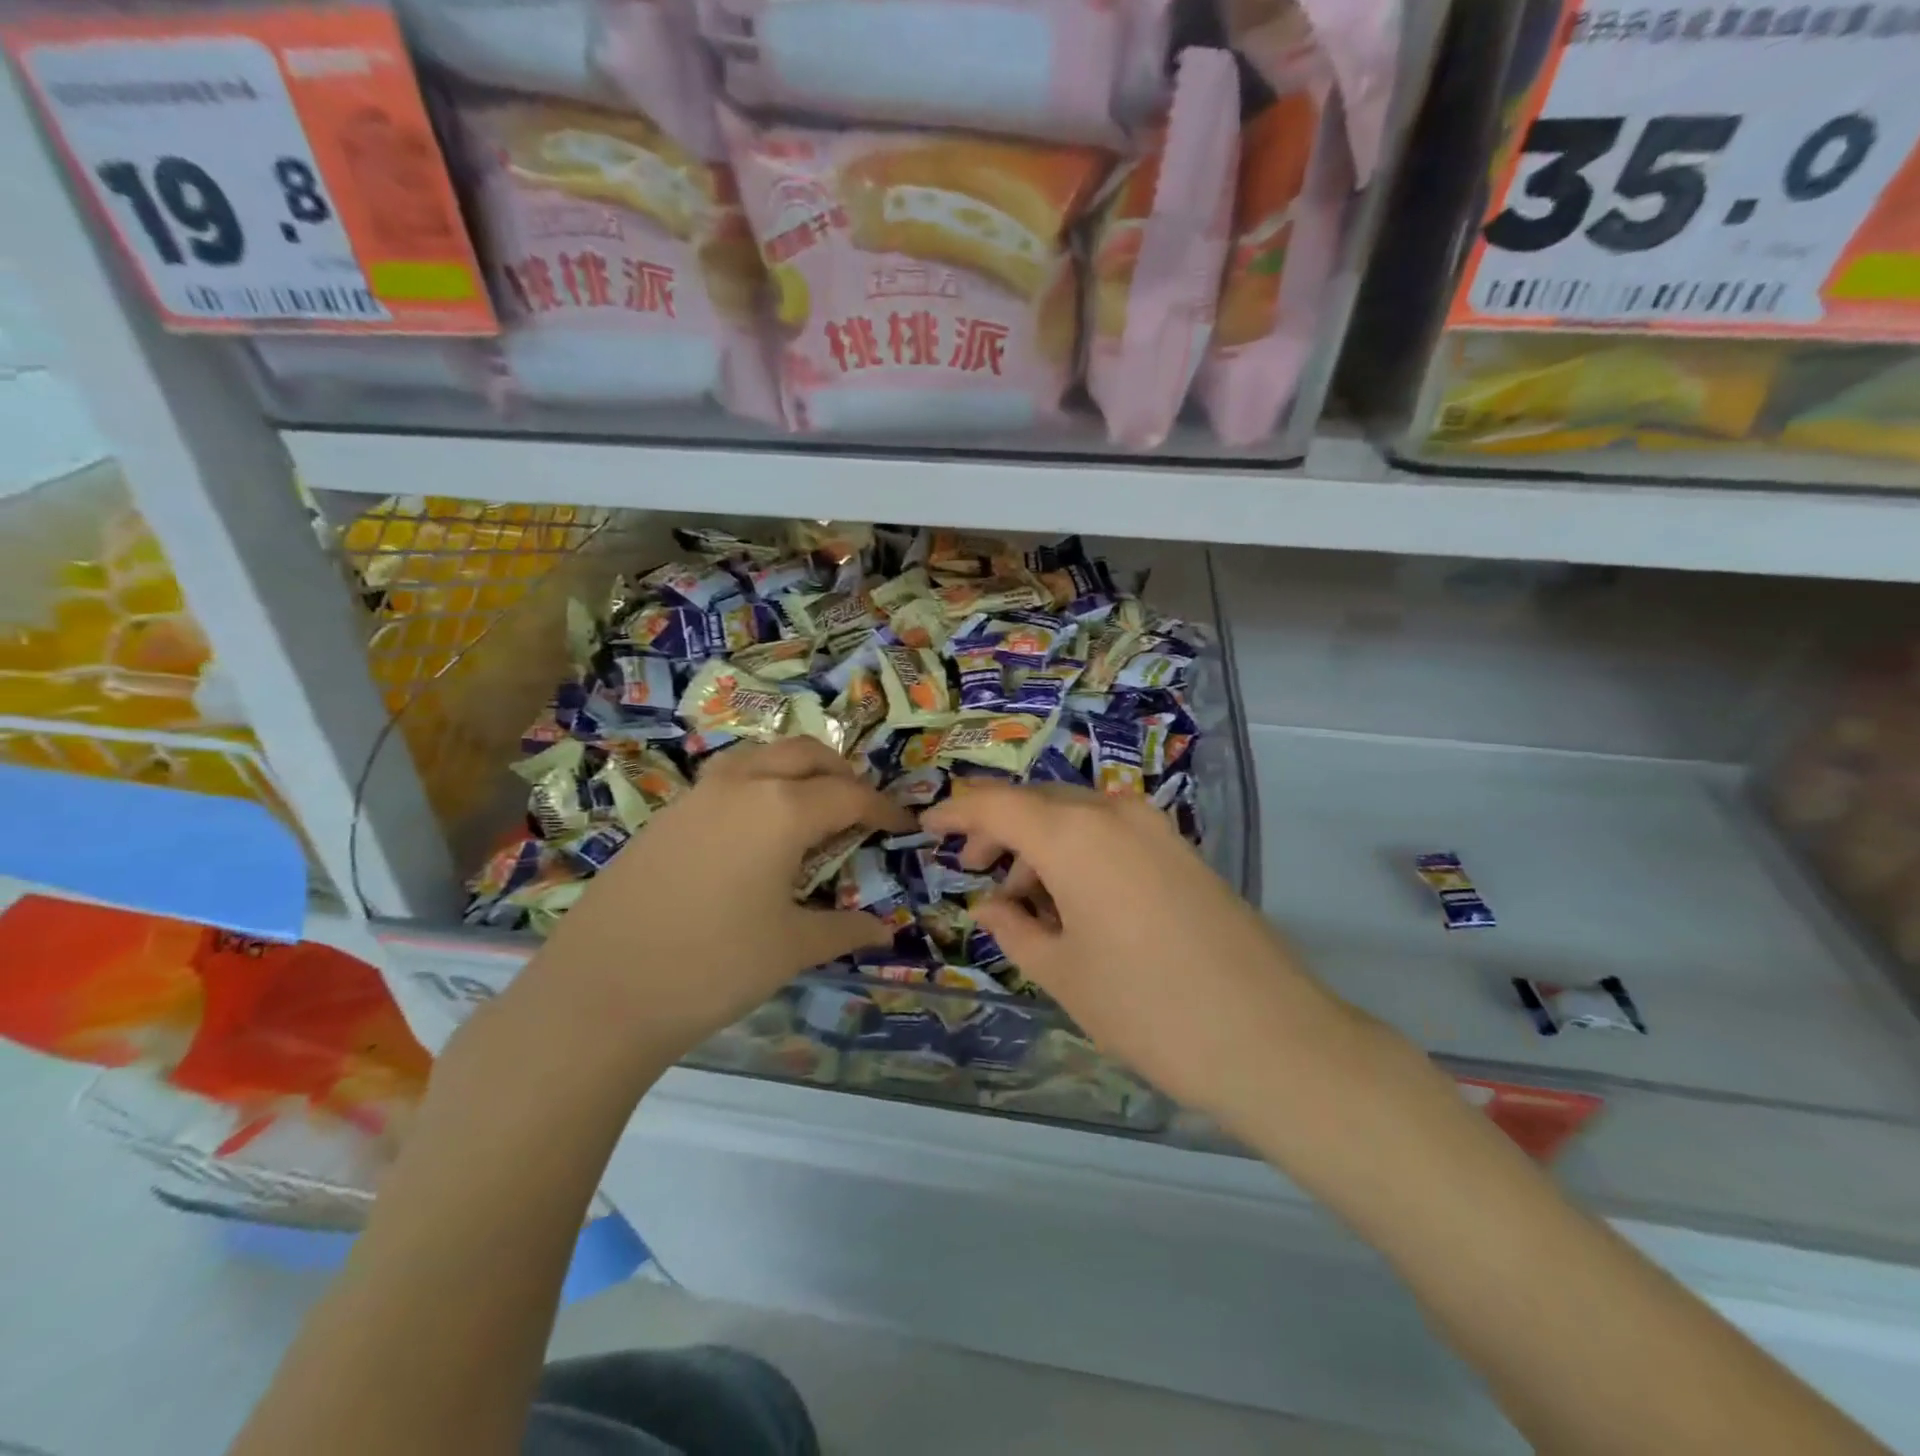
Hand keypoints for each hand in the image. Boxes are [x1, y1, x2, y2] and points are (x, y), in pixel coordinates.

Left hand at [528, 737, 913, 1056]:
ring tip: (810, 809)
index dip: (883, 809)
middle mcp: (742, 785)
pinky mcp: (665, 816)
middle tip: (859, 809)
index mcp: (782, 809)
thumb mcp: (791, 949)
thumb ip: (844, 928)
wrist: (599, 993)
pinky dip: (758, 785)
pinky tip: (755, 832)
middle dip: (841, 773)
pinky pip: (726, 779)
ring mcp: (697, 796)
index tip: (904, 826)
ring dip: (795, 770)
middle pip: (806, 754)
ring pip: (761, 756)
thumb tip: (885, 928)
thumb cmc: (713, 967)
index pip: (850, 794)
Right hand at [923, 784, 1367, 1127]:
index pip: (996, 805)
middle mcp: (1114, 812)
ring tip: (1025, 902)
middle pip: (1038, 804)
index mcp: (1074, 834)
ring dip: (1041, 845)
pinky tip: (1074, 903)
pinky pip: (1112, 834)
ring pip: (1077, 817)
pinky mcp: (1182, 851)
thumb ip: (1014, 929)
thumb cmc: (1146, 1007)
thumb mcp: (1062, 972)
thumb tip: (989, 906)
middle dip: (999, 832)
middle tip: (975, 873)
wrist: (1270, 1038)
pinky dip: (1079, 854)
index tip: (928, 828)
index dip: (956, 813)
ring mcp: (1155, 828)